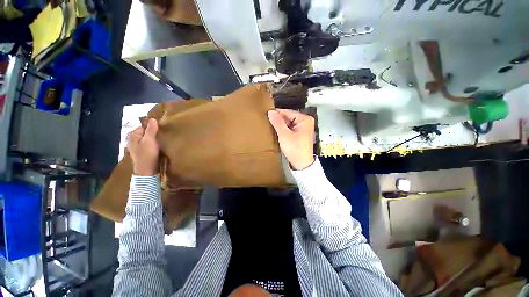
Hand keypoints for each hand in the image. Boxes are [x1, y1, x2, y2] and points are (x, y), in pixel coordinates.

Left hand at [127, 118, 159, 175]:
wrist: (146, 170)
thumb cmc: (147, 154)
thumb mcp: (150, 140)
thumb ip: (151, 129)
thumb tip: (152, 119)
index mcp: (133, 135)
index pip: (143, 125)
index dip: (152, 125)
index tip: (161, 127)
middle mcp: (133, 139)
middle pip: (145, 132)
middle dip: (153, 131)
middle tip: (163, 133)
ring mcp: (136, 146)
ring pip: (146, 138)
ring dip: (153, 138)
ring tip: (161, 138)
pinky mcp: (141, 152)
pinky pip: (147, 143)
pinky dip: (152, 143)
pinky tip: (158, 145)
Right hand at [268, 109, 314, 169]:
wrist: (301, 164)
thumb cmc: (296, 150)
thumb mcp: (284, 135)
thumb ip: (277, 122)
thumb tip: (271, 112)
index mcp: (305, 120)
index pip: (288, 112)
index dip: (277, 113)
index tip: (267, 114)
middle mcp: (306, 122)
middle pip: (288, 117)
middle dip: (279, 120)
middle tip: (268, 122)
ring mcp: (303, 128)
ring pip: (288, 123)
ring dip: (280, 125)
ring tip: (272, 127)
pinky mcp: (300, 134)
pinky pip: (290, 128)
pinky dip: (284, 130)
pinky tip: (278, 132)